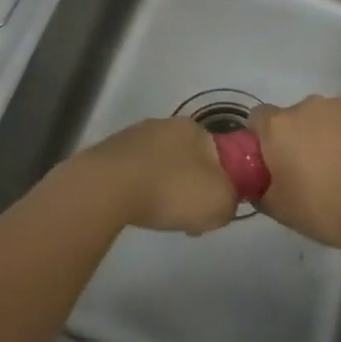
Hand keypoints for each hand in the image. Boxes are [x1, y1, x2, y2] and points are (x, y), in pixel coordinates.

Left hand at [74, 117, 239, 234]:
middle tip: (188, 217)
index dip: (222, 183)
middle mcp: (166, 124)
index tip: (214, 207)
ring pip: (161, 166)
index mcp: (196, 128)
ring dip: (164, 189)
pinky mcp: (111, 151)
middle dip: (191, 188)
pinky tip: (135, 208)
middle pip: (190, 160)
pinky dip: (139, 190)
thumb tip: (224, 201)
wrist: (109, 187)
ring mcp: (136, 135)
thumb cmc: (172, 190)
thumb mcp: (220, 202)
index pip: (219, 154)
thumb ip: (232, 201)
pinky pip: (135, 173)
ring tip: (158, 217)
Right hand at [251, 96, 340, 249]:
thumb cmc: (327, 208)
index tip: (275, 164)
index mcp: (280, 126)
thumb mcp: (281, 210)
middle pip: (297, 118)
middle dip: (301, 139)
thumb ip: (260, 189)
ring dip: (331, 136)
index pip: (259, 119)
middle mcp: (309, 105)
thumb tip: (256, 182)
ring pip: (329, 118)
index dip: (264, 140)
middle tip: (314, 174)